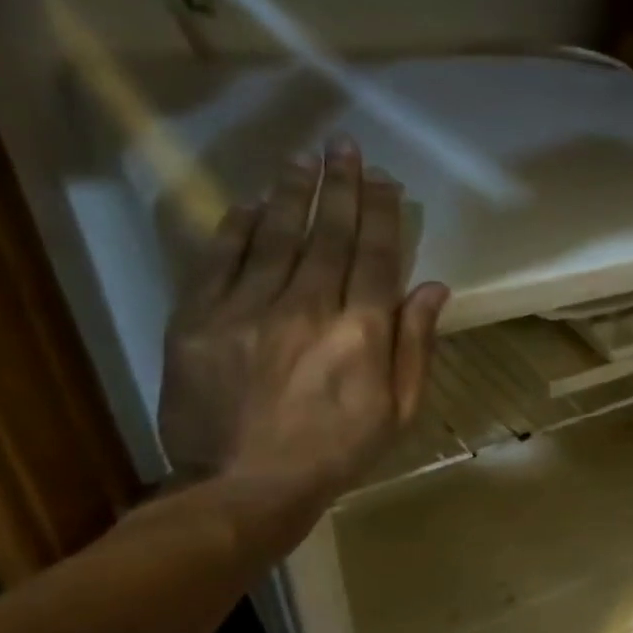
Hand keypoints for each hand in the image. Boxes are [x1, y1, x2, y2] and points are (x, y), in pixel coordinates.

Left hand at [158, 135, 447, 524]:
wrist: (245, 486)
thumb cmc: (337, 453)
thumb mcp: (398, 410)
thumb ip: (415, 346)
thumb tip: (433, 288)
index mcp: (361, 332)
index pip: (376, 256)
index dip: (381, 213)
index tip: (384, 180)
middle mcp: (308, 308)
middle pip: (329, 235)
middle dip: (340, 187)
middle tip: (344, 147)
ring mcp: (248, 309)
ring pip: (275, 236)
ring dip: (291, 193)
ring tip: (303, 159)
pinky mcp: (198, 318)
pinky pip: (220, 259)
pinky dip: (236, 226)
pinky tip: (248, 202)